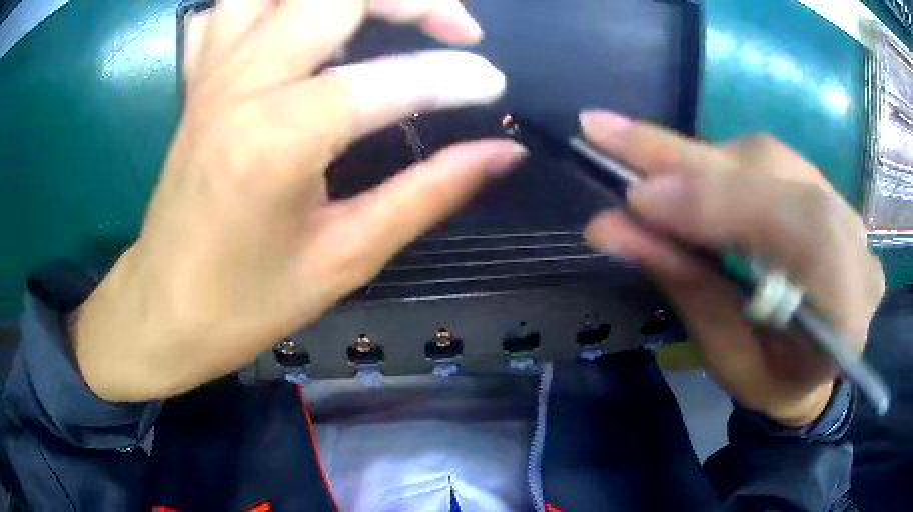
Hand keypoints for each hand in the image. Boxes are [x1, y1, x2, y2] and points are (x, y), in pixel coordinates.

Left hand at [73, 0, 525, 402]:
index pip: (388, 79)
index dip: (454, 78)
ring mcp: (212, 74)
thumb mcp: (345, 259)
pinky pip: (231, 8)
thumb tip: (503, 154)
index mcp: (276, 139)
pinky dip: (274, 3)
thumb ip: (429, 193)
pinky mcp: (198, 80)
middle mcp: (240, 84)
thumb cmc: (246, 305)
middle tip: (455, 30)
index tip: (494, 86)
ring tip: (381, 13)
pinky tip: (300, 21)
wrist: (164, 311)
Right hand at [581, 111, 884, 426]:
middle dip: (689, 162)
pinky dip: (715, 161)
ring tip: (631, 149)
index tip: (640, 200)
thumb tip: (610, 227)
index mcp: (846, 312)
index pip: (802, 230)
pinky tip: (675, 164)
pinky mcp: (825, 190)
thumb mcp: (726, 356)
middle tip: (605, 135)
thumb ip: (686, 285)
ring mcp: (845, 210)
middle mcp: (856, 246)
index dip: (723, 202)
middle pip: (778, 178)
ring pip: (768, 159)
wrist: (812, 371)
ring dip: (695, 157)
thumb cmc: (771, 380)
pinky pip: (768, 161)